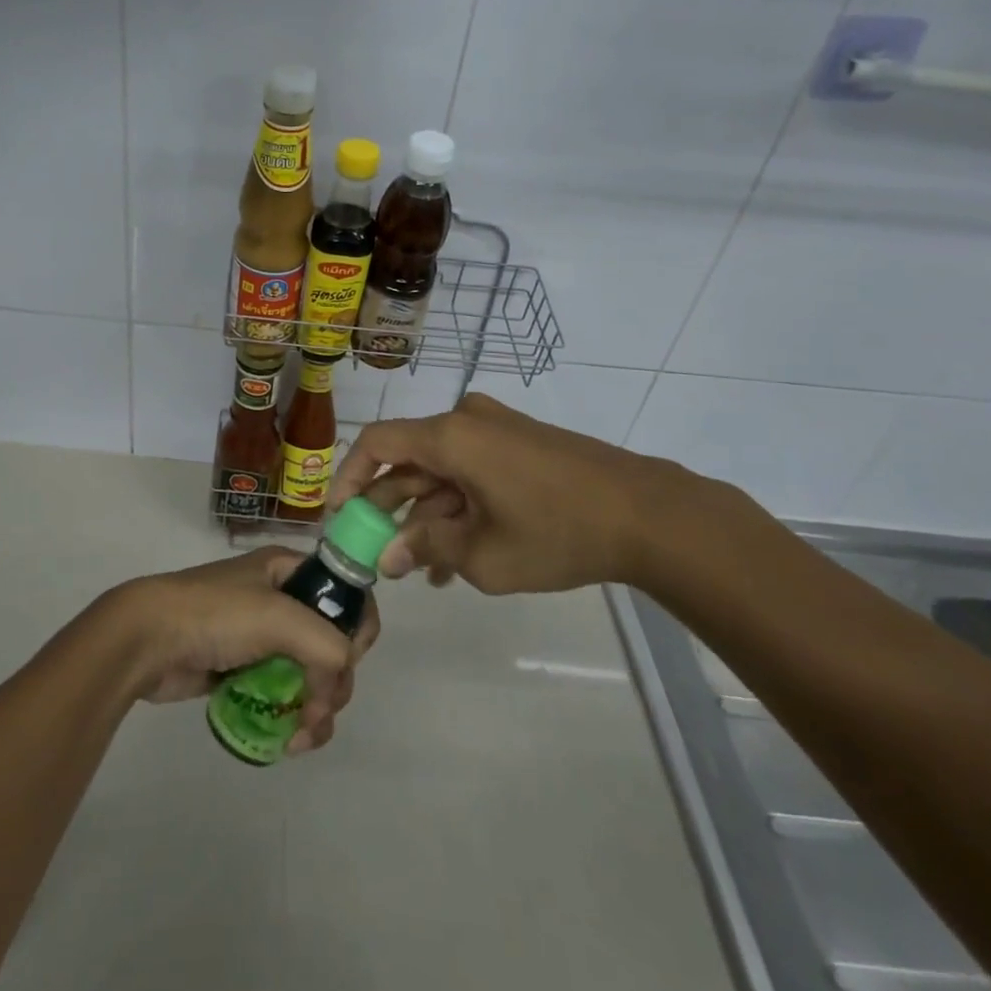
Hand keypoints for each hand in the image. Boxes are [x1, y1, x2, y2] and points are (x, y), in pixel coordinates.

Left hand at [100, 549, 380, 754]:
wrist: (147, 640)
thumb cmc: (214, 615)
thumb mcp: (278, 616)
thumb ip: (326, 645)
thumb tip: (338, 681)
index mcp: (290, 570)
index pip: (347, 592)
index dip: (357, 626)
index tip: (349, 658)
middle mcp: (282, 599)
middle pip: (334, 643)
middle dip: (335, 683)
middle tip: (319, 710)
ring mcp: (264, 637)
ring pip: (313, 676)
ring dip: (319, 710)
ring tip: (301, 738)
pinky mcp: (246, 671)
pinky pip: (286, 695)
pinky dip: (295, 718)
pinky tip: (288, 741)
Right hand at [326, 392, 712, 594]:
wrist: (649, 514)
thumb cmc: (557, 531)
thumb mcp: (484, 555)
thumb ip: (427, 550)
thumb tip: (388, 559)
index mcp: (449, 436)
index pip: (377, 444)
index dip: (350, 478)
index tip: (340, 517)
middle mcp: (467, 420)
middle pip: (410, 460)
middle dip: (392, 509)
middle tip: (381, 553)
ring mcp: (497, 429)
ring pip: (443, 470)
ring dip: (429, 514)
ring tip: (426, 570)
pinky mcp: (521, 442)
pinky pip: (472, 470)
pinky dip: (459, 505)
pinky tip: (460, 554)